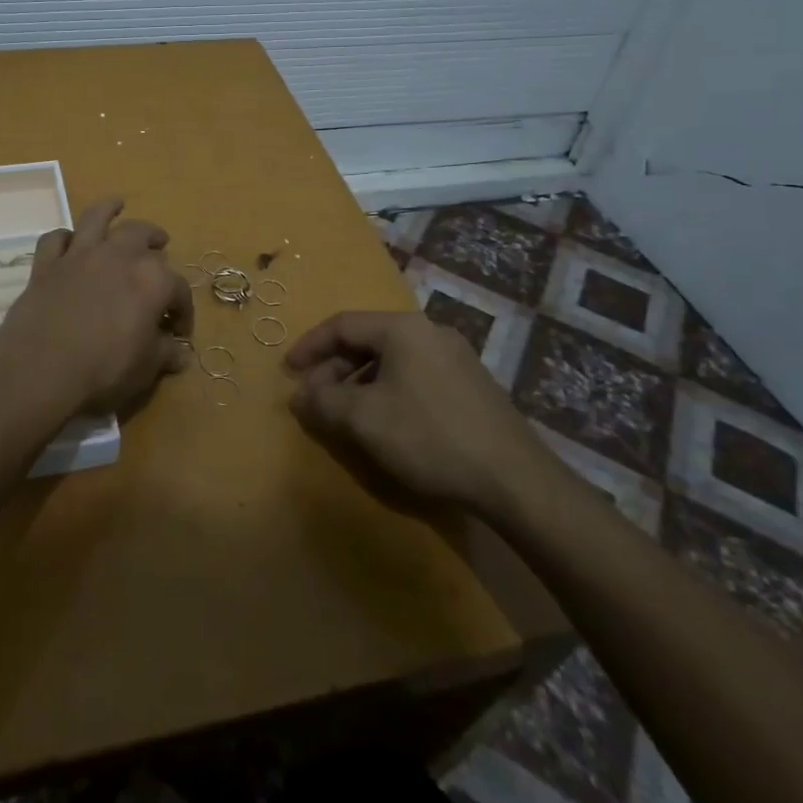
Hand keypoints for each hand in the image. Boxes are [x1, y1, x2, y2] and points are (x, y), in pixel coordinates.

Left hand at [0, 197, 193, 420]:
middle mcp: (118, 256)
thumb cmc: (104, 369)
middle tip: (160, 246)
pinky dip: (63, 238)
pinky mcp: (46, 265)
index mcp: (152, 280)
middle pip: (142, 234)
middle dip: (155, 239)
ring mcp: (79, 255)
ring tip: (117, 205)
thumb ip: (165, 355)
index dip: (183, 310)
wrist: (41, 369)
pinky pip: (55, 239)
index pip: (178, 289)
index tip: (179, 331)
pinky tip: (68, 242)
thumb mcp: (145, 369)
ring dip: (109, 209)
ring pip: (96, 218)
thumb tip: (183, 353)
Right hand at [285, 311, 565, 523]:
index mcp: (403, 329)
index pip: (342, 324)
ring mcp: (455, 357)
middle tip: (314, 398)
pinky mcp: (470, 385)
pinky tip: (384, 422)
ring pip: (391, 360)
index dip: (309, 346)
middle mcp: (430, 332)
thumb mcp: (364, 419)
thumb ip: (323, 401)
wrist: (514, 478)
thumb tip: (300, 395)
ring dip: (359, 382)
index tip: (287, 372)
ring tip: (344, 414)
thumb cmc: (429, 436)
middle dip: (333, 368)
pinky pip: (414, 375)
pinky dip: (387, 390)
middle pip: (367, 341)